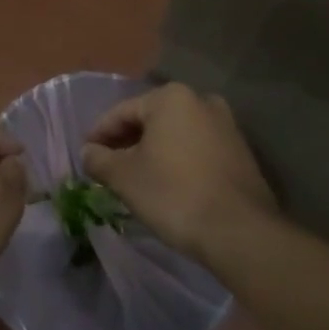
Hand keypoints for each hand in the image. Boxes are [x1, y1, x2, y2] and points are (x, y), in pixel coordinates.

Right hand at [80, 82, 277, 262]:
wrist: (240, 232)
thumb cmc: (173, 194)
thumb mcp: (124, 177)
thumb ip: (99, 159)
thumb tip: (88, 152)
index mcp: (170, 98)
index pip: (122, 112)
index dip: (99, 134)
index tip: (86, 155)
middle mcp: (201, 101)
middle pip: (150, 120)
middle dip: (127, 142)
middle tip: (108, 167)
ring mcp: (226, 126)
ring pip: (175, 135)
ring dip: (153, 151)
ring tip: (136, 178)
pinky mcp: (241, 152)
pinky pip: (197, 149)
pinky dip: (178, 161)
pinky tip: (167, 185)